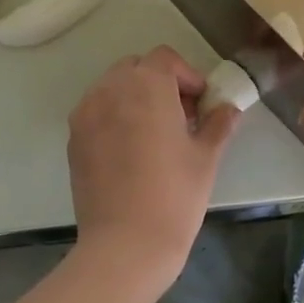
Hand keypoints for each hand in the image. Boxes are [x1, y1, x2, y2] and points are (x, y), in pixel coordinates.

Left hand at [68, 46, 240, 285]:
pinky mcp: (74, 139)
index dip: (187, 76)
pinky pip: (97, 112)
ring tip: (155, 134)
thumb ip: (218, 124)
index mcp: (147, 86)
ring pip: (113, 88)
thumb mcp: (206, 157)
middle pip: (136, 68)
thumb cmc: (175, 195)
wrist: (125, 244)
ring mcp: (86, 114)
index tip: (201, 103)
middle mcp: (110, 90)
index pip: (165, 59)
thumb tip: (229, 109)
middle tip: (181, 117)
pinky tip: (132, 151)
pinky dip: (115, 117)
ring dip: (135, 98)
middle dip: (160, 83)